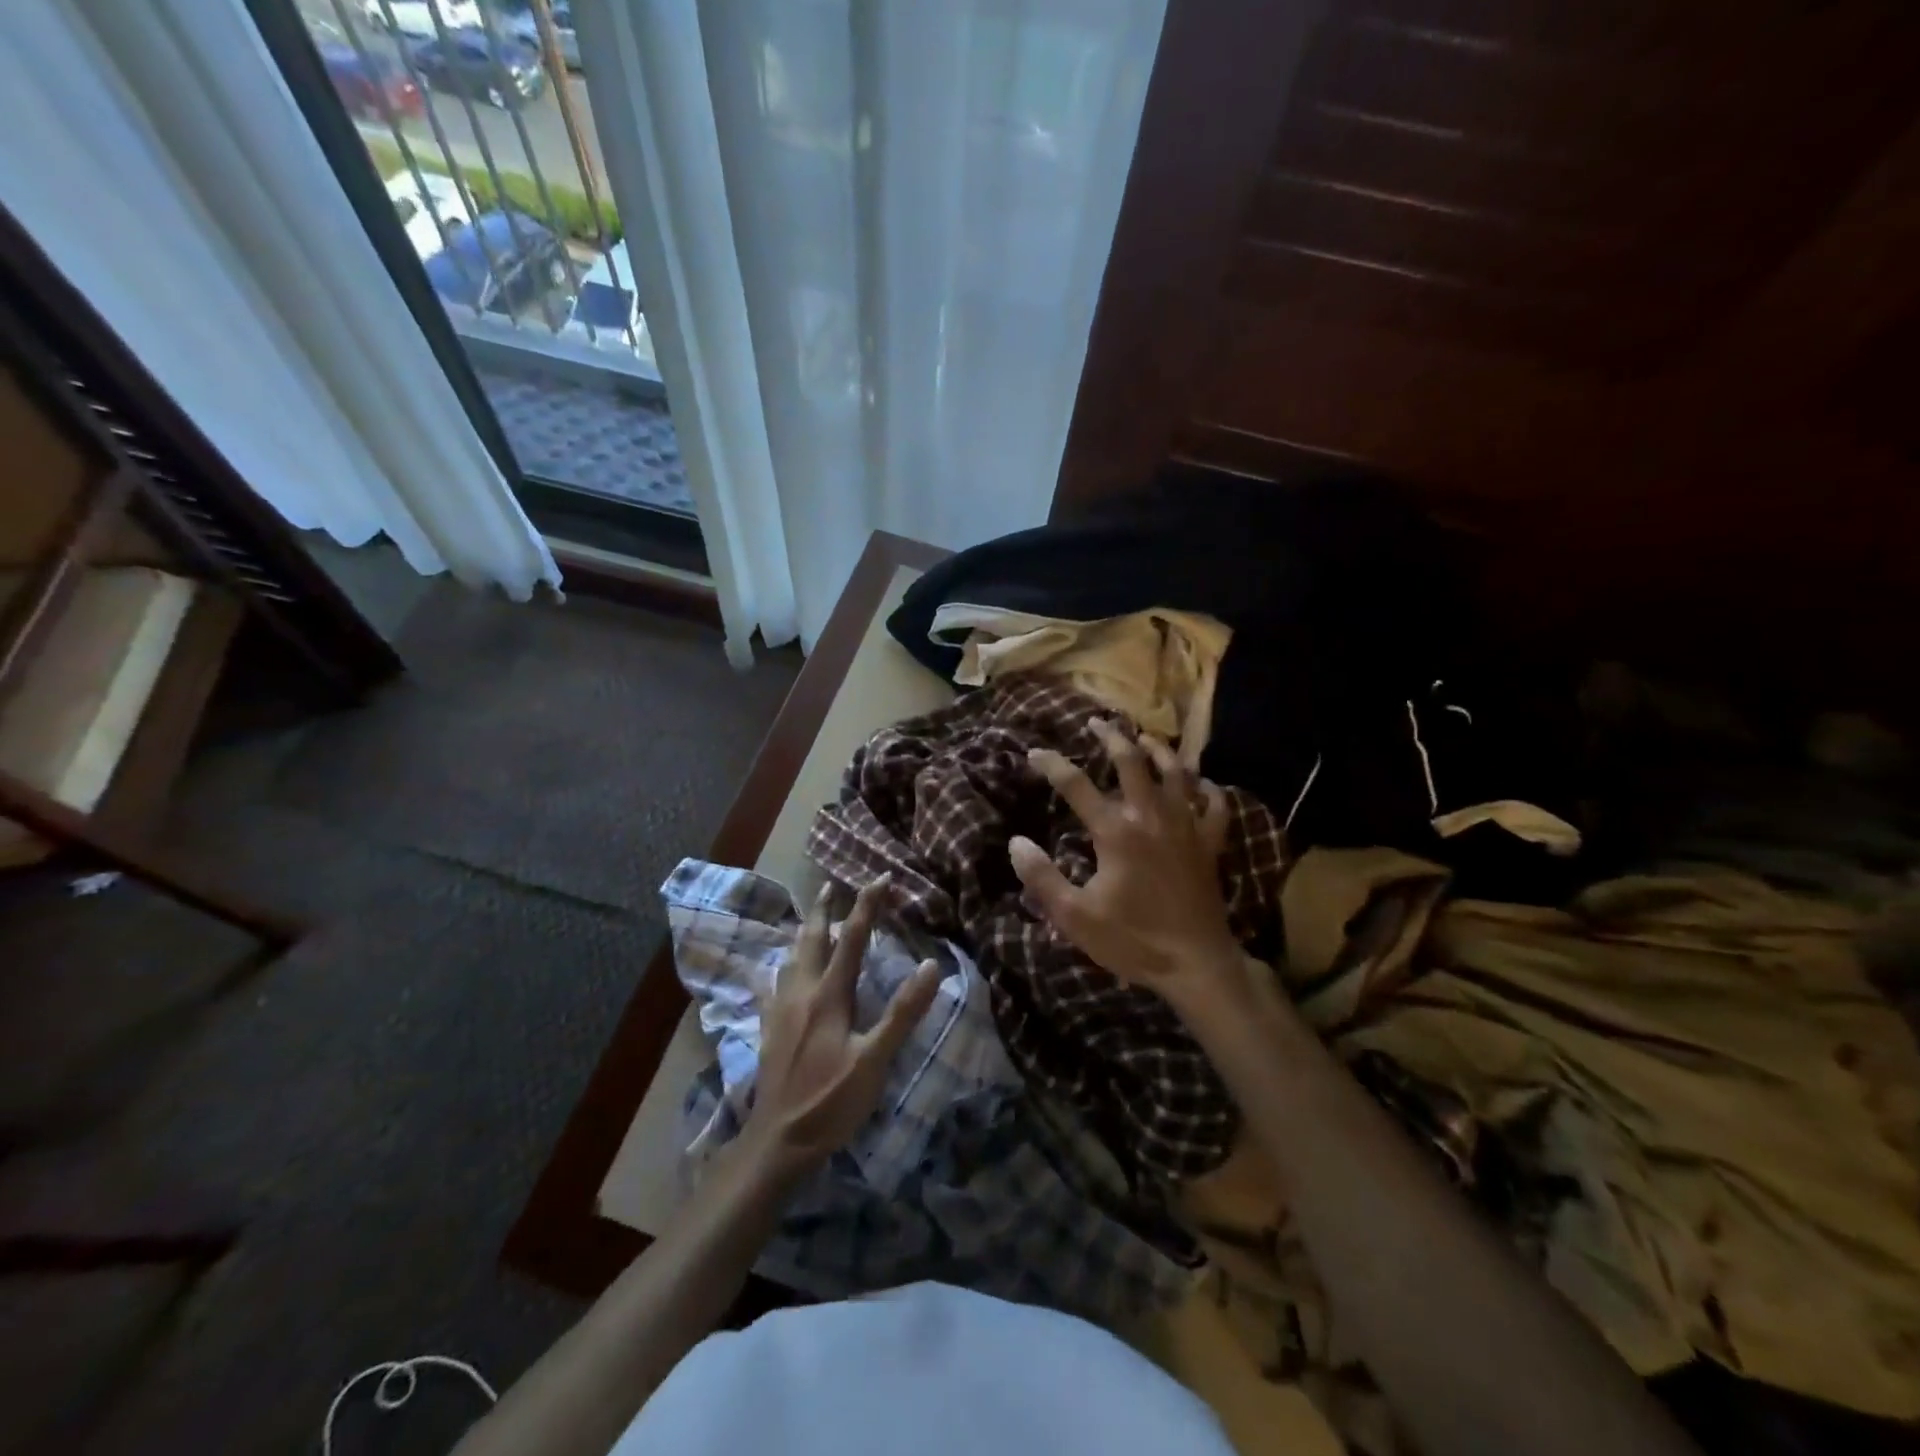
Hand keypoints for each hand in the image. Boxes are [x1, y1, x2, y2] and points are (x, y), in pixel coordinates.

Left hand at [739, 878, 942, 1181]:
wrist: (777, 1142)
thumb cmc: (831, 1102)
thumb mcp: (874, 1061)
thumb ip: (903, 1013)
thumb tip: (932, 965)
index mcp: (829, 995)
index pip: (853, 939)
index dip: (868, 906)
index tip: (881, 878)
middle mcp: (801, 993)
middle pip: (812, 939)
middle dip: (824, 909)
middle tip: (831, 885)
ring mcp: (780, 1010)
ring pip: (791, 958)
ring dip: (804, 933)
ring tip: (810, 919)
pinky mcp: (769, 1029)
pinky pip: (772, 985)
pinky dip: (779, 968)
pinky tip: (775, 973)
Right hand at [1010, 720, 1249, 1016]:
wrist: (1196, 964)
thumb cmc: (1133, 940)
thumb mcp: (1075, 916)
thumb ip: (1042, 877)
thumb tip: (1017, 842)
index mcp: (1115, 831)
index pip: (1076, 785)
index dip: (1052, 764)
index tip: (1035, 752)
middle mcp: (1151, 817)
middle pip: (1132, 761)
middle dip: (1111, 737)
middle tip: (1096, 723)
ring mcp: (1186, 827)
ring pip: (1176, 772)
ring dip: (1159, 750)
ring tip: (1144, 738)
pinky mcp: (1210, 844)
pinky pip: (1215, 805)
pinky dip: (1208, 789)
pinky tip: (1200, 784)